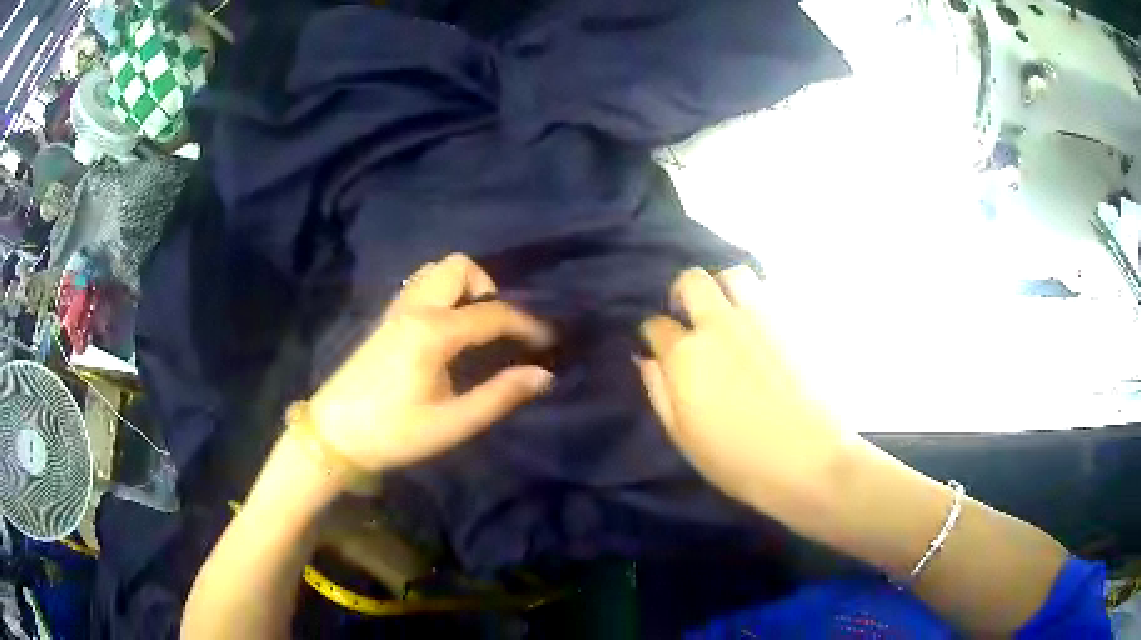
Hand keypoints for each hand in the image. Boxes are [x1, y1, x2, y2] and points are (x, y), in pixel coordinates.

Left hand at [309, 254, 554, 472]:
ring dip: (463, 286)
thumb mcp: (452, 424)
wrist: (334, 435)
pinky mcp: (385, 320)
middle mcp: (415, 309)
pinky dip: (443, 293)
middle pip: (459, 267)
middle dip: (488, 288)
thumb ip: (499, 396)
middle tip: (499, 327)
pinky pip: (420, 286)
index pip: (492, 314)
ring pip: (436, 271)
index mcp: (433, 333)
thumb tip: (542, 375)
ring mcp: (396, 311)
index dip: (527, 325)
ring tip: (474, 325)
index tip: (549, 340)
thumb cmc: (393, 433)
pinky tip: (446, 328)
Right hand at [638, 266, 852, 513]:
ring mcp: (761, 316)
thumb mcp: (684, 437)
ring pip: (734, 274)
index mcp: (686, 356)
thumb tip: (647, 359)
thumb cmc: (740, 460)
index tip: (660, 347)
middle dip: (683, 294)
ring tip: (731, 312)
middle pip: (691, 282)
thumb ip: (659, 392)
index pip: (656, 325)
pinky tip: (765, 325)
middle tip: (690, 316)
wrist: (810, 459)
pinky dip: (761, 300)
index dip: (654, 335)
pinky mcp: (795, 319)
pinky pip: (771, 291)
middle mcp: (720, 324)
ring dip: (724, 288)